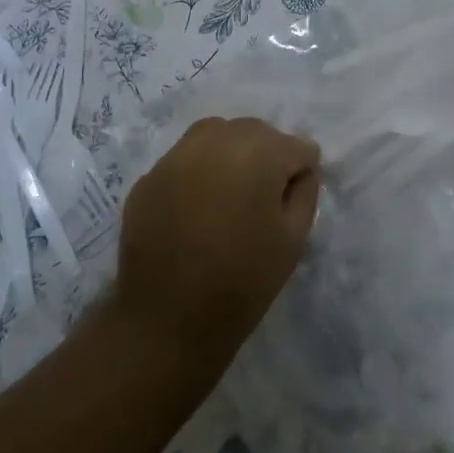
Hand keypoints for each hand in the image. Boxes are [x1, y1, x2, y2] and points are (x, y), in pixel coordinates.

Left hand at [113, 117, 321, 370]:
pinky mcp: (148, 176)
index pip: (296, 146)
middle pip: (255, 132)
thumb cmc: (243, 282)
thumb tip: (301, 167)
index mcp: (258, 153)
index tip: (291, 203)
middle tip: (264, 198)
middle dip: (267, 155)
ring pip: (215, 135)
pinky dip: (197, 172)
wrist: (168, 321)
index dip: (300, 173)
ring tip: (230, 194)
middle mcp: (214, 140)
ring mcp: (175, 156)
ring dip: (231, 153)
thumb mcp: (294, 239)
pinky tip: (197, 208)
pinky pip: (184, 160)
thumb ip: (305, 191)